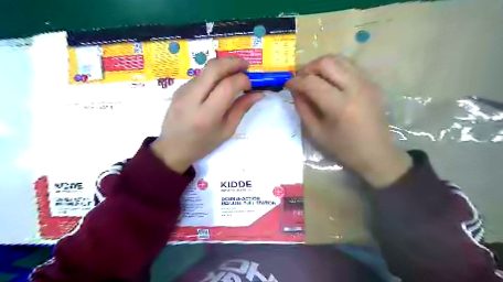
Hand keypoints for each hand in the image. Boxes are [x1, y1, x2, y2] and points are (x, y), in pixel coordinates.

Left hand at [151, 57, 263, 172]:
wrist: (172, 147)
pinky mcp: (179, 88)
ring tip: (234, 75)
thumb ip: (241, 109)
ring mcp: (183, 90)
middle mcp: (193, 98)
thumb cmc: (203, 144)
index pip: (228, 86)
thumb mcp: (227, 130)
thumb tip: (258, 94)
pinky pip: (200, 76)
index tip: (250, 85)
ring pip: (207, 69)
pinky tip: (219, 85)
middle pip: (214, 68)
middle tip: (246, 66)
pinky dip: (214, 75)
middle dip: (233, 62)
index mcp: (207, 114)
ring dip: (223, 67)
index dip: (243, 80)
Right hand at [284, 55, 409, 188]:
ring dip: (321, 65)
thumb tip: (295, 91)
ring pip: (340, 59)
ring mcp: (367, 83)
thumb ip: (303, 109)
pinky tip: (329, 81)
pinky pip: (350, 66)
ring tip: (313, 78)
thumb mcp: (316, 133)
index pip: (312, 82)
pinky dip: (335, 69)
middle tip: (300, 79)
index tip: (287, 85)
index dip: (295, 81)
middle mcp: (355, 88)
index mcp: (340, 106)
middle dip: (308, 68)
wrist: (376, 153)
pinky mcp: (372, 83)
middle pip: (327, 62)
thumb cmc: (343, 148)